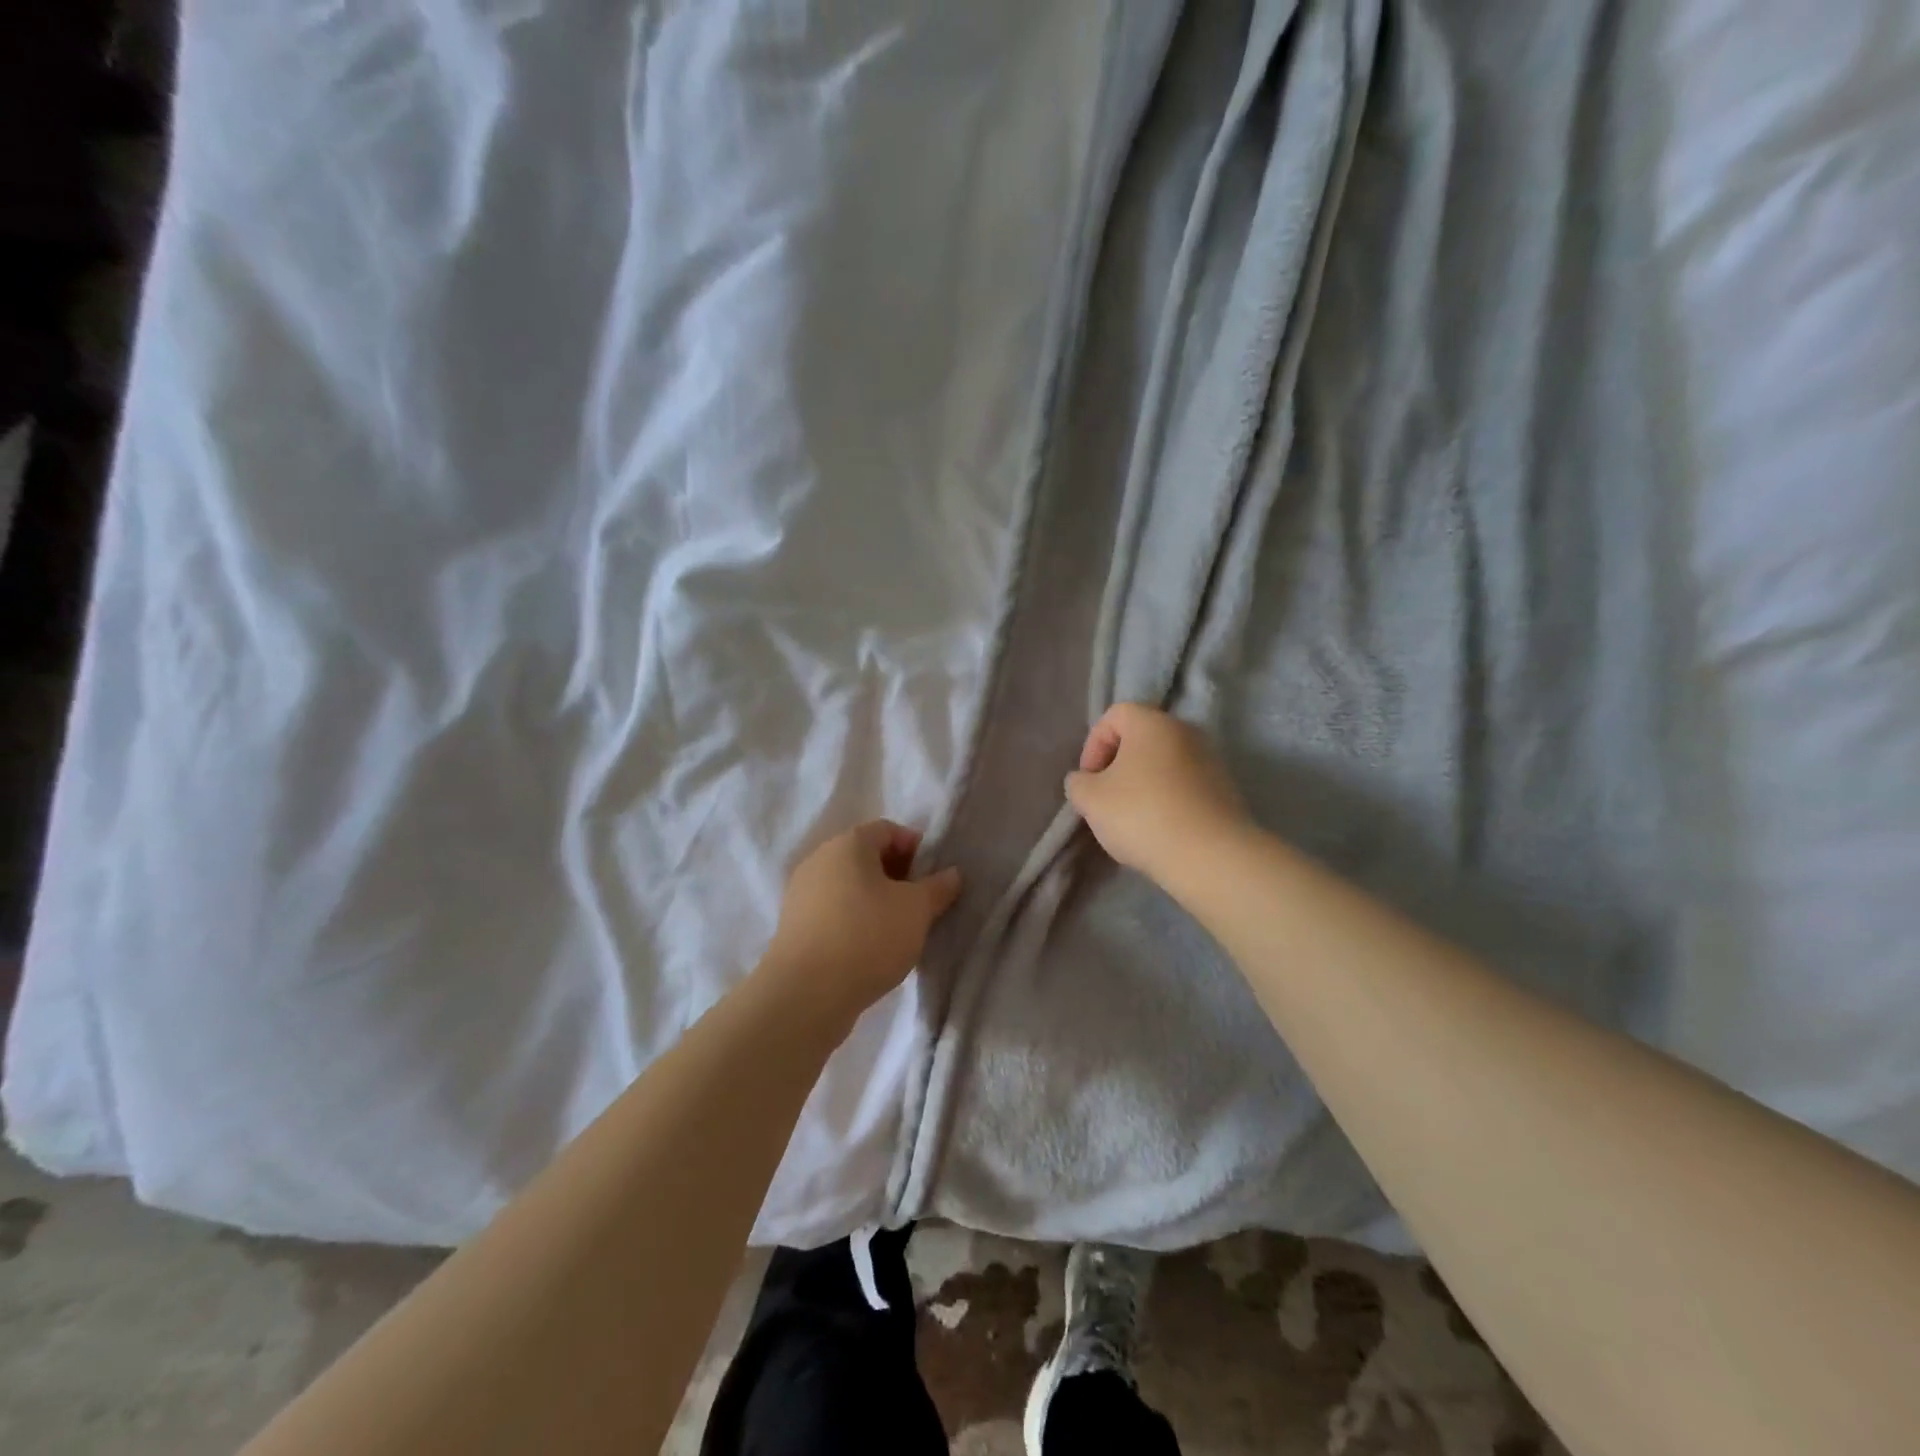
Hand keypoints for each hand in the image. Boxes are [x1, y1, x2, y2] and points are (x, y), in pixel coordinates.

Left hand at [762, 820, 962, 1023]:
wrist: (806, 994)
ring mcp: (801, 892)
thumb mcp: (916, 910)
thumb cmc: (868, 937)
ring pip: (848, 884)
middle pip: (865, 855)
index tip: (932, 877)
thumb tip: (952, 873)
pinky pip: (832, 909)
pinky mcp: (793, 924)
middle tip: (918, 903)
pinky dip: (853, 918)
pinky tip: (868, 946)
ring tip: (896, 928)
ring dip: (874, 898)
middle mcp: (820, 858)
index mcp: (848, 843)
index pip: (888, 830)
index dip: (915, 848)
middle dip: (896, 874)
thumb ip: (938, 888)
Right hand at [1065, 703, 1249, 882]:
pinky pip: (1185, 785)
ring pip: (1164, 763)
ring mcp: (1211, 760)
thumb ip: (1078, 783)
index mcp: (1152, 723)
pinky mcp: (1225, 790)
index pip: (1115, 715)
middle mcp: (1186, 731)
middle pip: (1142, 738)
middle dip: (1118, 765)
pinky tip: (1160, 830)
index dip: (1094, 744)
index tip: (1089, 779)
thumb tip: (1085, 780)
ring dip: (1143, 784)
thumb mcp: (1090, 799)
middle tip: (1106, 798)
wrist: (1210, 856)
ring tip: (1133, 819)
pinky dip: (1168, 799)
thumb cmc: (1142, 815)